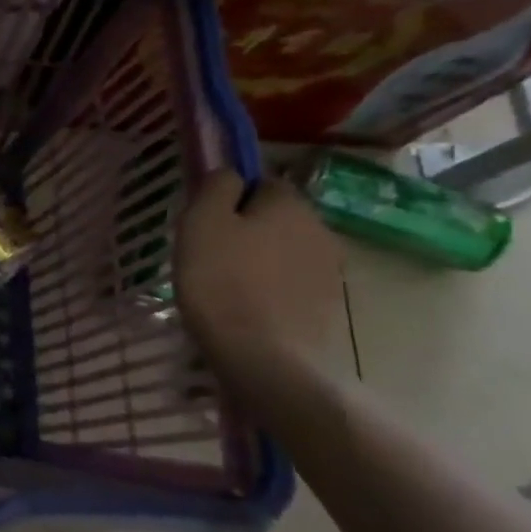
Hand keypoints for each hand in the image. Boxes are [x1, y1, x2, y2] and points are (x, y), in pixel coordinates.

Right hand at [175, 171, 344, 371]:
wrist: (264, 357)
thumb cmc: (222, 281)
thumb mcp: (201, 222)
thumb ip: (216, 187)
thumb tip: (230, 174)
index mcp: (289, 203)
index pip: (262, 182)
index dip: (231, 199)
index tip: (205, 223)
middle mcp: (319, 229)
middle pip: (276, 219)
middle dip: (248, 231)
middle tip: (210, 256)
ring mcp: (329, 272)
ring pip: (285, 253)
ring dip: (260, 262)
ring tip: (226, 287)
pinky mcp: (327, 308)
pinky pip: (291, 287)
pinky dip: (271, 292)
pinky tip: (246, 311)